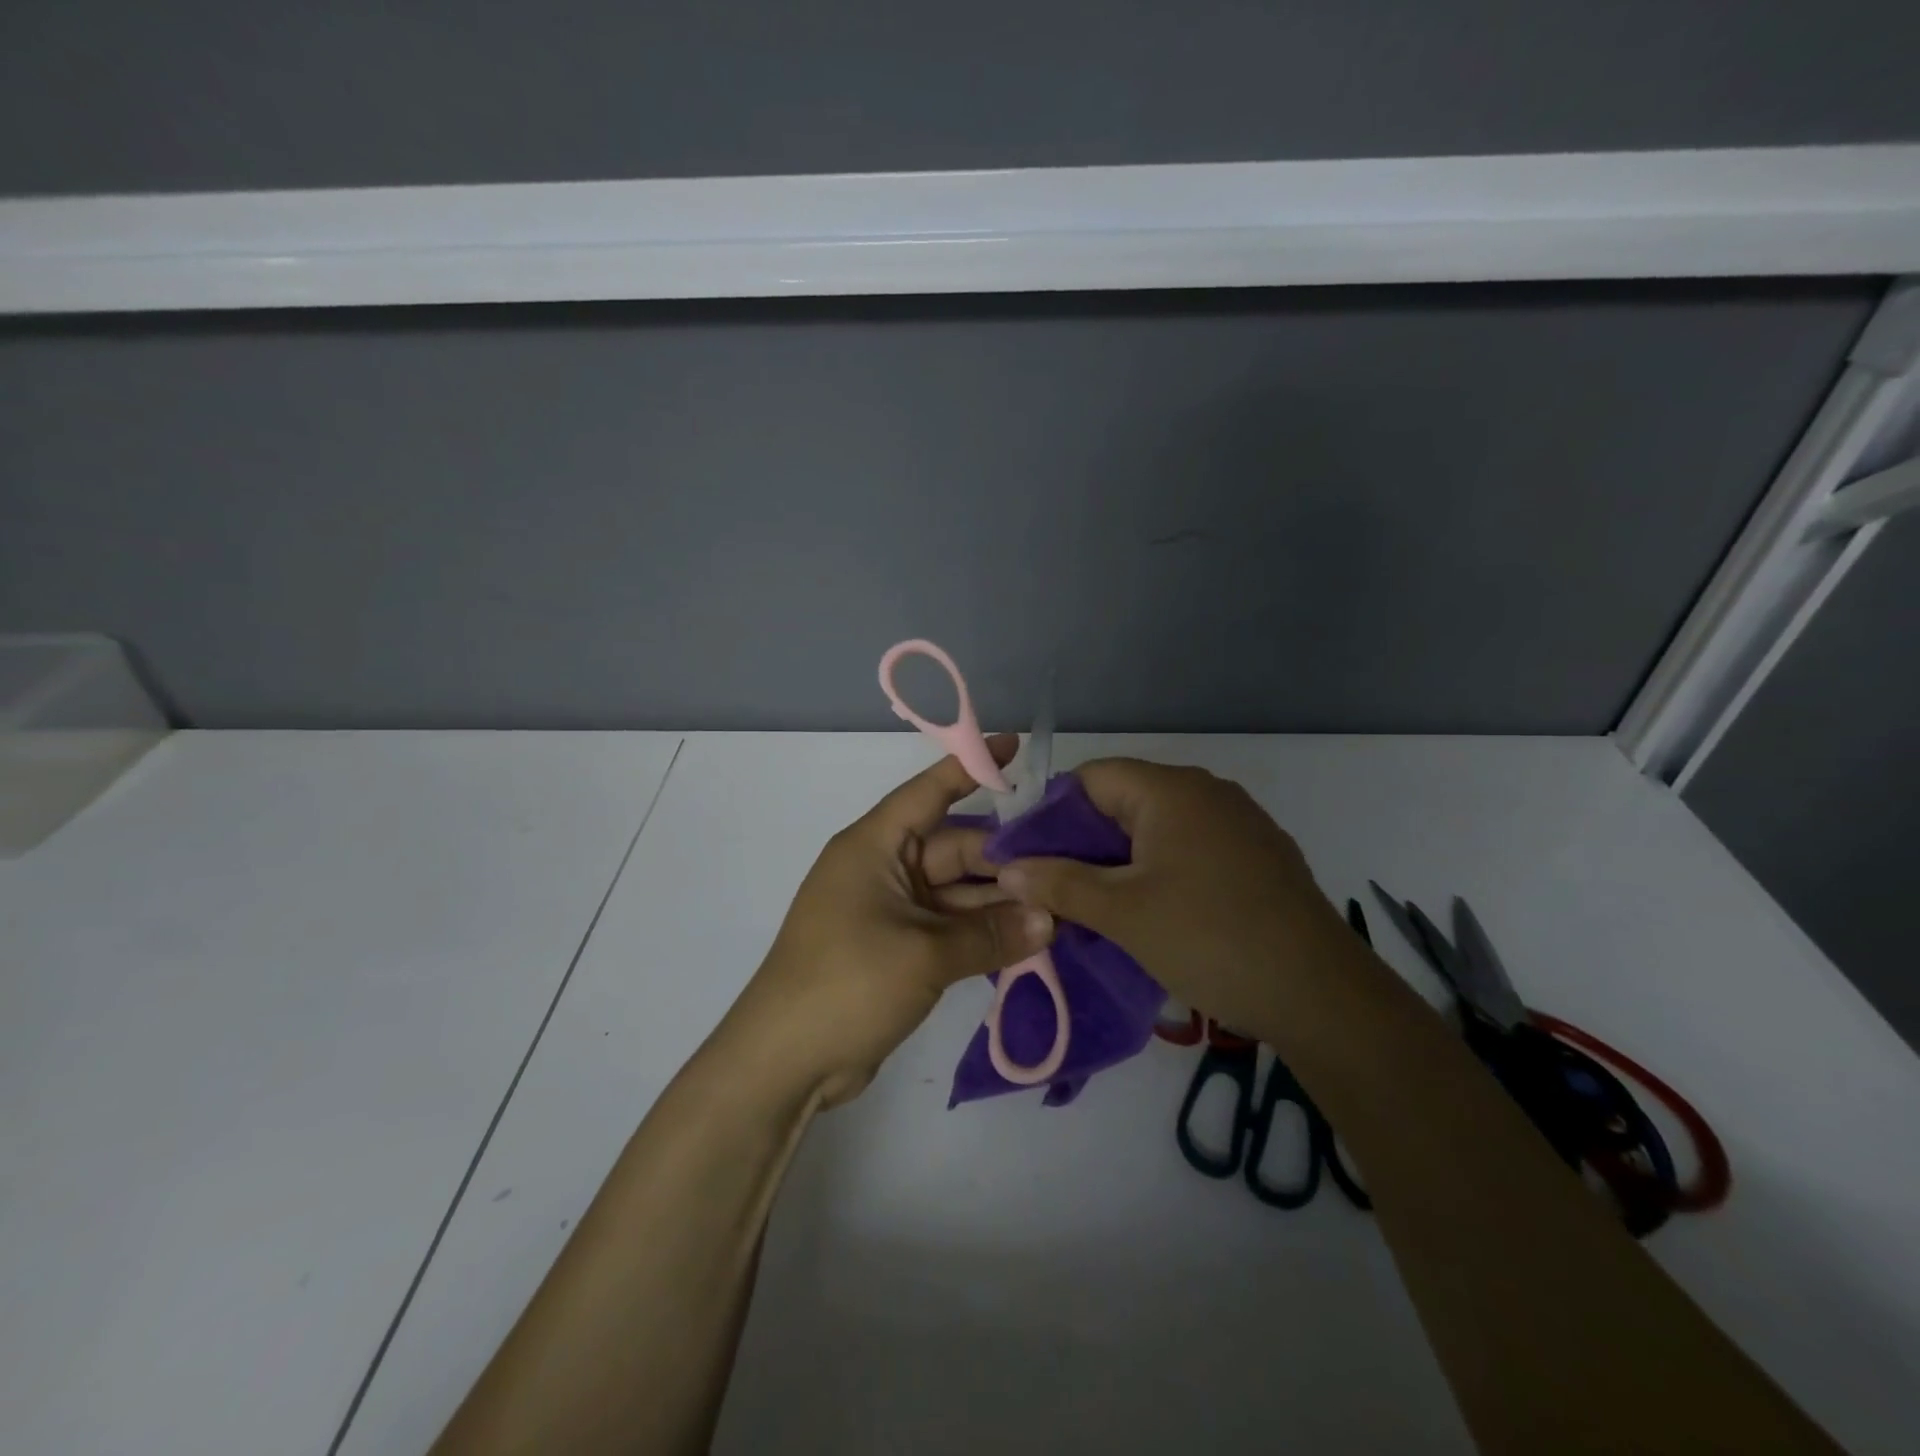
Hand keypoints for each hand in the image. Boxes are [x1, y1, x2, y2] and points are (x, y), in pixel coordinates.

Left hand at [723, 735, 1055, 1107]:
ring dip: (1000, 903)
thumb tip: (1049, 919)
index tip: (1014, 747)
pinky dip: (983, 933)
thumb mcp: (925, 955)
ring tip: (1060, 907)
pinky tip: (1030, 939)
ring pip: (957, 893)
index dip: (970, 768)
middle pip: (954, 849)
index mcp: (874, 847)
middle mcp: (882, 870)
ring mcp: (890, 912)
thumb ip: (990, 934)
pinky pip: (949, 927)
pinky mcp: (897, 949)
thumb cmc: (847, 984)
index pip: (928, 792)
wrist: (784, 1062)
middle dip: (1005, 859)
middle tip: (1065, 865)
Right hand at [999, 759, 1351, 1036]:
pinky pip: (1190, 848)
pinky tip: (1151, 910)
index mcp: (1171, 790)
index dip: (1051, 812)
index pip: (1091, 777)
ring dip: (1120, 859)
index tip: (1028, 857)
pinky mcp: (1258, 856)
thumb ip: (1059, 882)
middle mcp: (1206, 792)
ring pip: (1157, 828)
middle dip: (1083, 841)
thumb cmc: (1209, 938)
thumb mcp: (1122, 913)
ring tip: (1094, 903)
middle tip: (1053, 886)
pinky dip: (1159, 869)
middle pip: (1123, 800)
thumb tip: (1006, 866)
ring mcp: (1238, 823)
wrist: (1321, 995)